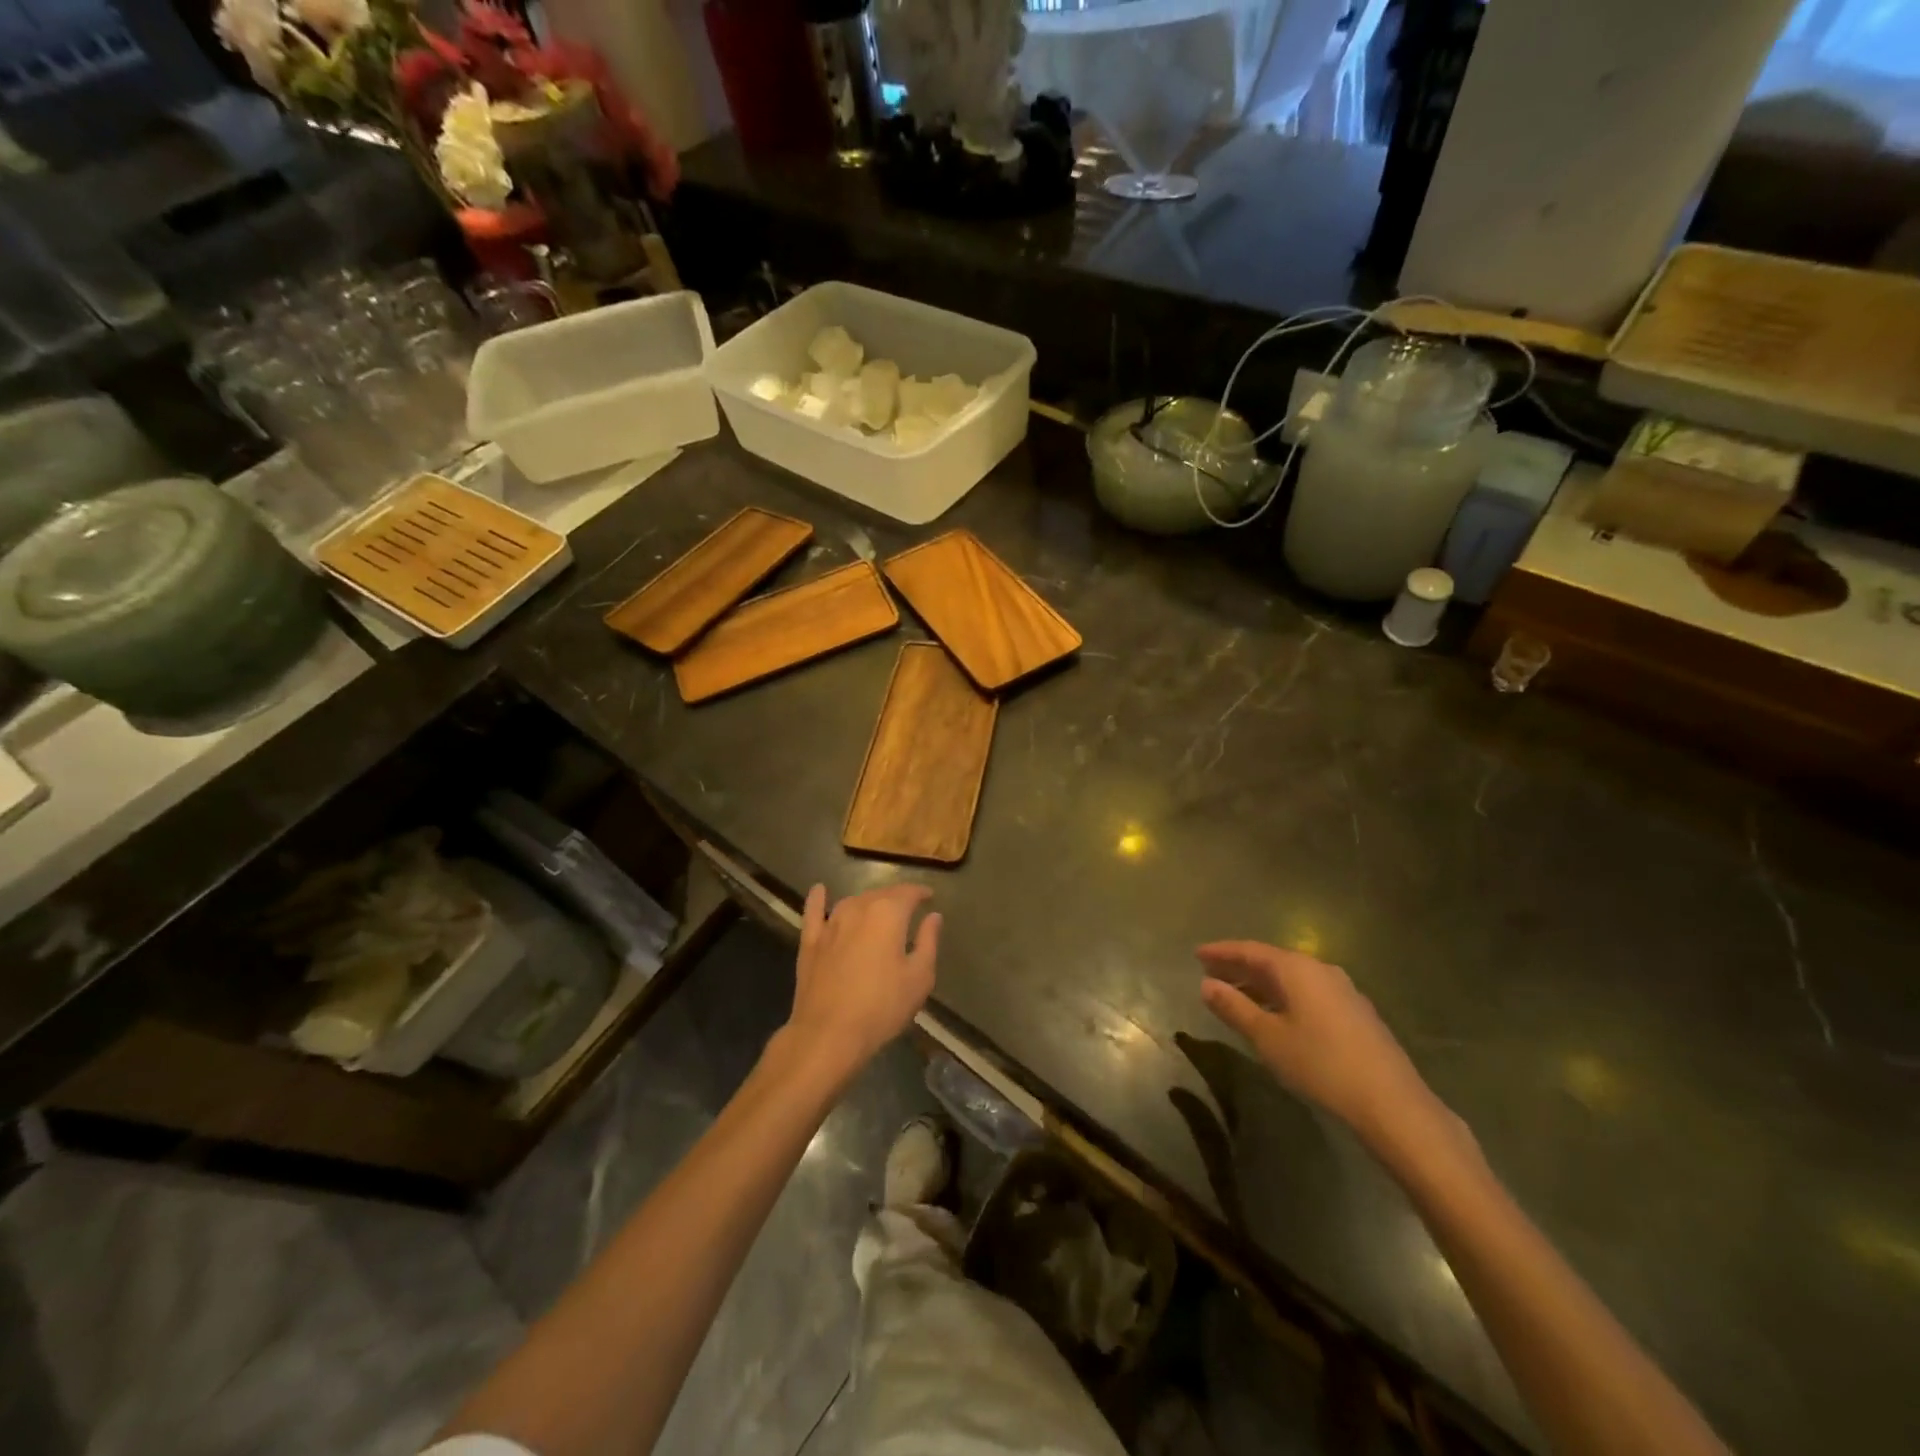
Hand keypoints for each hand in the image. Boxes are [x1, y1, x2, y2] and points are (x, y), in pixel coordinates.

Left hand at [788, 884, 940, 1077]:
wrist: (829, 1033)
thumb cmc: (882, 1007)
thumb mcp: (919, 977)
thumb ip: (928, 941)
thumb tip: (933, 916)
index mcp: (888, 914)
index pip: (908, 893)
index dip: (920, 892)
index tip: (929, 896)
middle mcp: (858, 908)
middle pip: (880, 894)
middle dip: (896, 898)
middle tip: (907, 908)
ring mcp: (831, 923)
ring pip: (852, 901)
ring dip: (868, 902)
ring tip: (878, 910)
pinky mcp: (810, 941)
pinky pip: (814, 912)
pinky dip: (818, 899)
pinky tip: (819, 890)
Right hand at [1198, 941, 1446, 1153]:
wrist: (1392, 1103)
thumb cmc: (1321, 1064)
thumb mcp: (1267, 1037)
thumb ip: (1234, 1007)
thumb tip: (1206, 984)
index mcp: (1296, 969)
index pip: (1250, 950)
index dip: (1222, 952)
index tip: (1197, 954)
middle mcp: (1320, 970)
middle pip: (1271, 960)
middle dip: (1240, 966)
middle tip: (1211, 972)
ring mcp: (1342, 990)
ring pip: (1291, 978)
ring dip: (1261, 983)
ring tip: (1236, 995)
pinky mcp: (1355, 1013)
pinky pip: (1308, 992)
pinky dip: (1283, 996)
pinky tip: (1275, 1015)